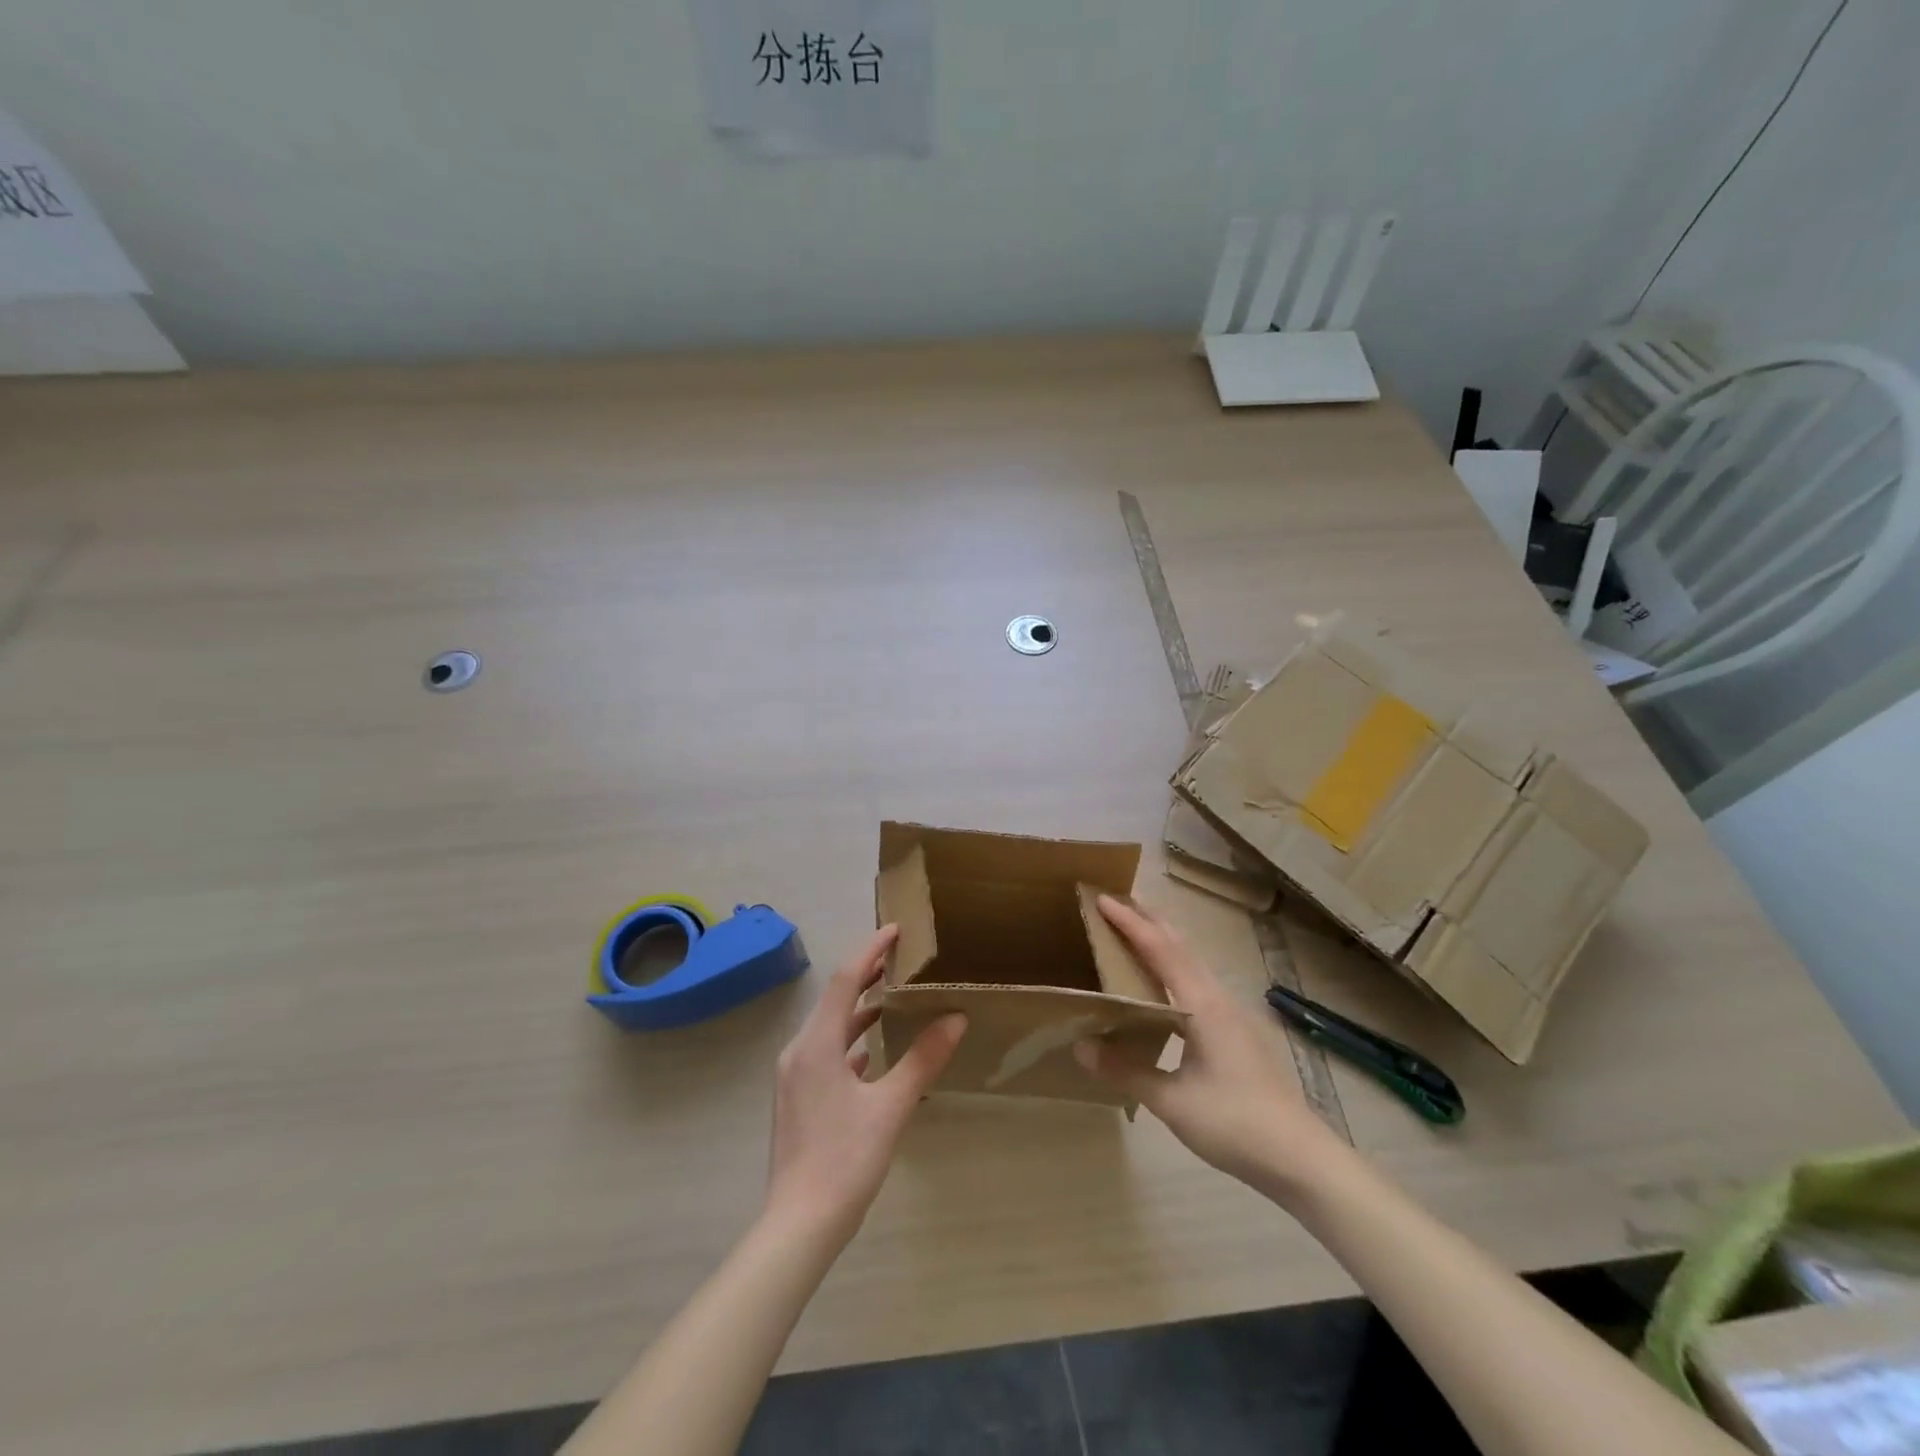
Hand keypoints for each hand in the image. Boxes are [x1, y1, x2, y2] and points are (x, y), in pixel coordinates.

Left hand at [764, 925, 966, 1246]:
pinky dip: (851, 1039)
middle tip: (902, 957)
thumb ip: (923, 1060)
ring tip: (894, 995)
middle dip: (866, 974)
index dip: (870, 950)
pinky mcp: (798, 1096)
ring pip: (831, 1026)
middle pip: (836, 998)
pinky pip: (827, 1051)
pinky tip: (873, 1049)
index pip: (845, 980)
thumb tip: (956, 1018)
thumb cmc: (845, 1161)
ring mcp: (795, 1075)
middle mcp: (800, 1051)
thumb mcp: (891, 1107)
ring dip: (860, 1008)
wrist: (798, 1226)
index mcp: (816, 1044)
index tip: (896, 930)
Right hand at [1075, 896, 1347, 1199]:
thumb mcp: (1172, 1101)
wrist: (1300, 1157)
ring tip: (1134, 931)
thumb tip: (1080, 1047)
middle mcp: (1218, 999)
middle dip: (1148, 920)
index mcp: (1202, 1006)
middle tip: (1115, 901)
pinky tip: (1163, 985)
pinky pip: (1198, 982)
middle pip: (1180, 946)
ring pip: (1192, 962)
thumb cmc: (1234, 1123)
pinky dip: (1174, 966)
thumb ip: (1125, 1070)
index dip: (1130, 923)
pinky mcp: (1237, 1031)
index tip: (1101, 899)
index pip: (1160, 950)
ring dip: (1163, 941)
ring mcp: (1232, 1014)